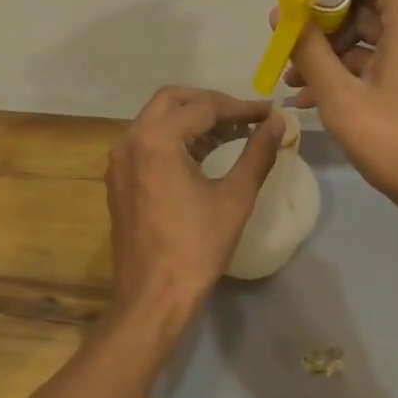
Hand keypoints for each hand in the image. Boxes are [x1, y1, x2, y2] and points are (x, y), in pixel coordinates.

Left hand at [105, 87, 285, 327]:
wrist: (152, 297)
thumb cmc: (196, 247)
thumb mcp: (234, 198)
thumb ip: (257, 153)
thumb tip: (278, 122)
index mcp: (156, 141)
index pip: (203, 107)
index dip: (240, 107)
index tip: (269, 114)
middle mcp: (130, 141)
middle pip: (172, 100)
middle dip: (210, 103)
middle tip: (245, 117)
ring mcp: (120, 160)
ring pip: (157, 119)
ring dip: (191, 118)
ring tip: (230, 132)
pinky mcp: (119, 179)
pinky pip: (147, 141)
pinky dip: (175, 137)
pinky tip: (202, 153)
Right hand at [285, 0, 397, 226]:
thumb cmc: (396, 142)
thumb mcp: (340, 96)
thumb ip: (307, 48)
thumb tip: (280, 13)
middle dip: (321, 19)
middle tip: (285, 42)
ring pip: (370, 26)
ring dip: (330, 48)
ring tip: (292, 78)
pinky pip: (383, 50)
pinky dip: (351, 64)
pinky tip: (313, 93)